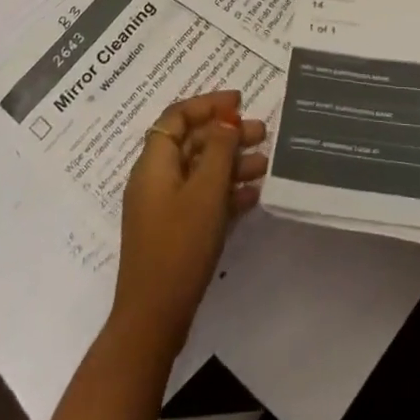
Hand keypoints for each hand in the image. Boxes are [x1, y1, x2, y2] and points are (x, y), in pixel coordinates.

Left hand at [111, 91, 267, 356]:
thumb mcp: (205, 192)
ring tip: (265, 163)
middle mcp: (155, 179)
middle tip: (262, 132)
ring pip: (200, 171)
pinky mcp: (174, 231)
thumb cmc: (179, 246)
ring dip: (231, 163)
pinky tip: (253, 194)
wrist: (154, 318)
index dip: (207, 104)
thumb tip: (226, 120)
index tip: (239, 101)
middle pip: (191, 142)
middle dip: (226, 134)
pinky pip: (201, 198)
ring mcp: (163, 207)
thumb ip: (218, 150)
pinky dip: (225, 191)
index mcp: (154, 163)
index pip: (177, 117)